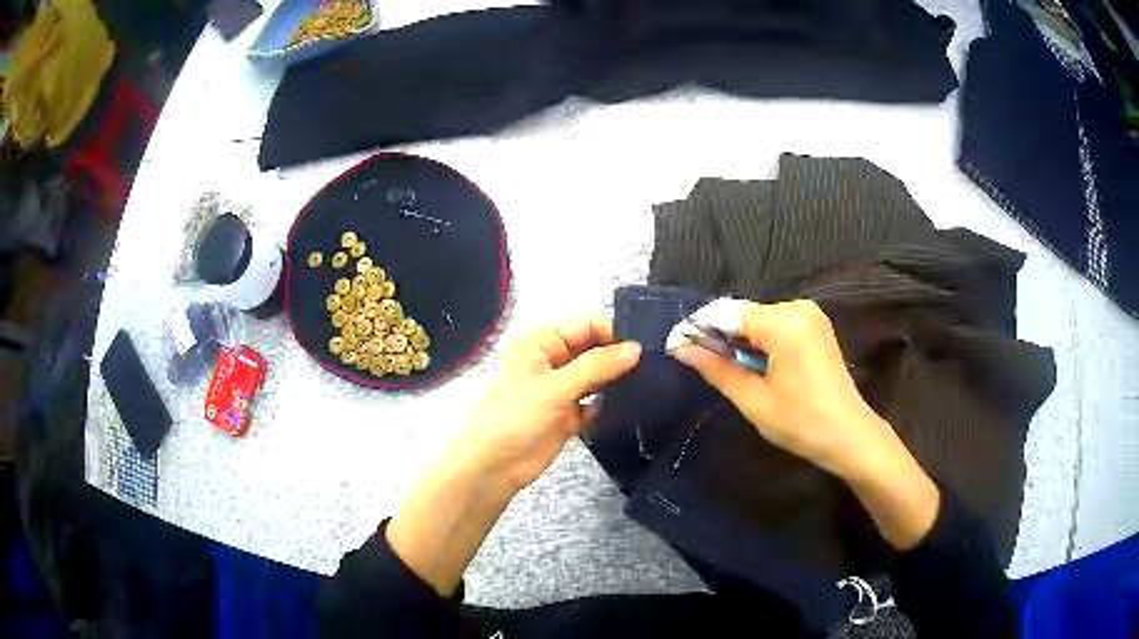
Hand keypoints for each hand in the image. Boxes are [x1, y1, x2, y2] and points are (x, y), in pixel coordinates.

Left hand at [387, 319, 639, 594]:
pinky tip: (633, 407)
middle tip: (656, 365)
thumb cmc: (515, 418)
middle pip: (593, 351)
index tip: (646, 345)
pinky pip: (595, 403)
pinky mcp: (568, 416)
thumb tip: (636, 348)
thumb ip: (596, 366)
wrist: (493, 467)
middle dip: (619, 357)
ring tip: (653, 383)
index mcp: (541, 343)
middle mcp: (552, 362)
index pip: (585, 327)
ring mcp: (561, 390)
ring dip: (617, 381)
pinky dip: (610, 405)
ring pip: (597, 378)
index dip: (613, 333)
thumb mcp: (555, 387)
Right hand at [673, 300, 886, 476]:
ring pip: (759, 320)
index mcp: (784, 322)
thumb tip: (680, 347)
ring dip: (742, 342)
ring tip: (734, 374)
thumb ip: (717, 369)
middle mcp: (798, 307)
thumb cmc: (801, 422)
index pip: (727, 313)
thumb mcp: (754, 400)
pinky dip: (762, 343)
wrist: (850, 436)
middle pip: (744, 315)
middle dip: (722, 338)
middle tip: (707, 370)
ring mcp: (811, 315)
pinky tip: (759, 369)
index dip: (700, 330)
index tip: (678, 349)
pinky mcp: (816, 326)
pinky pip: (777, 326)